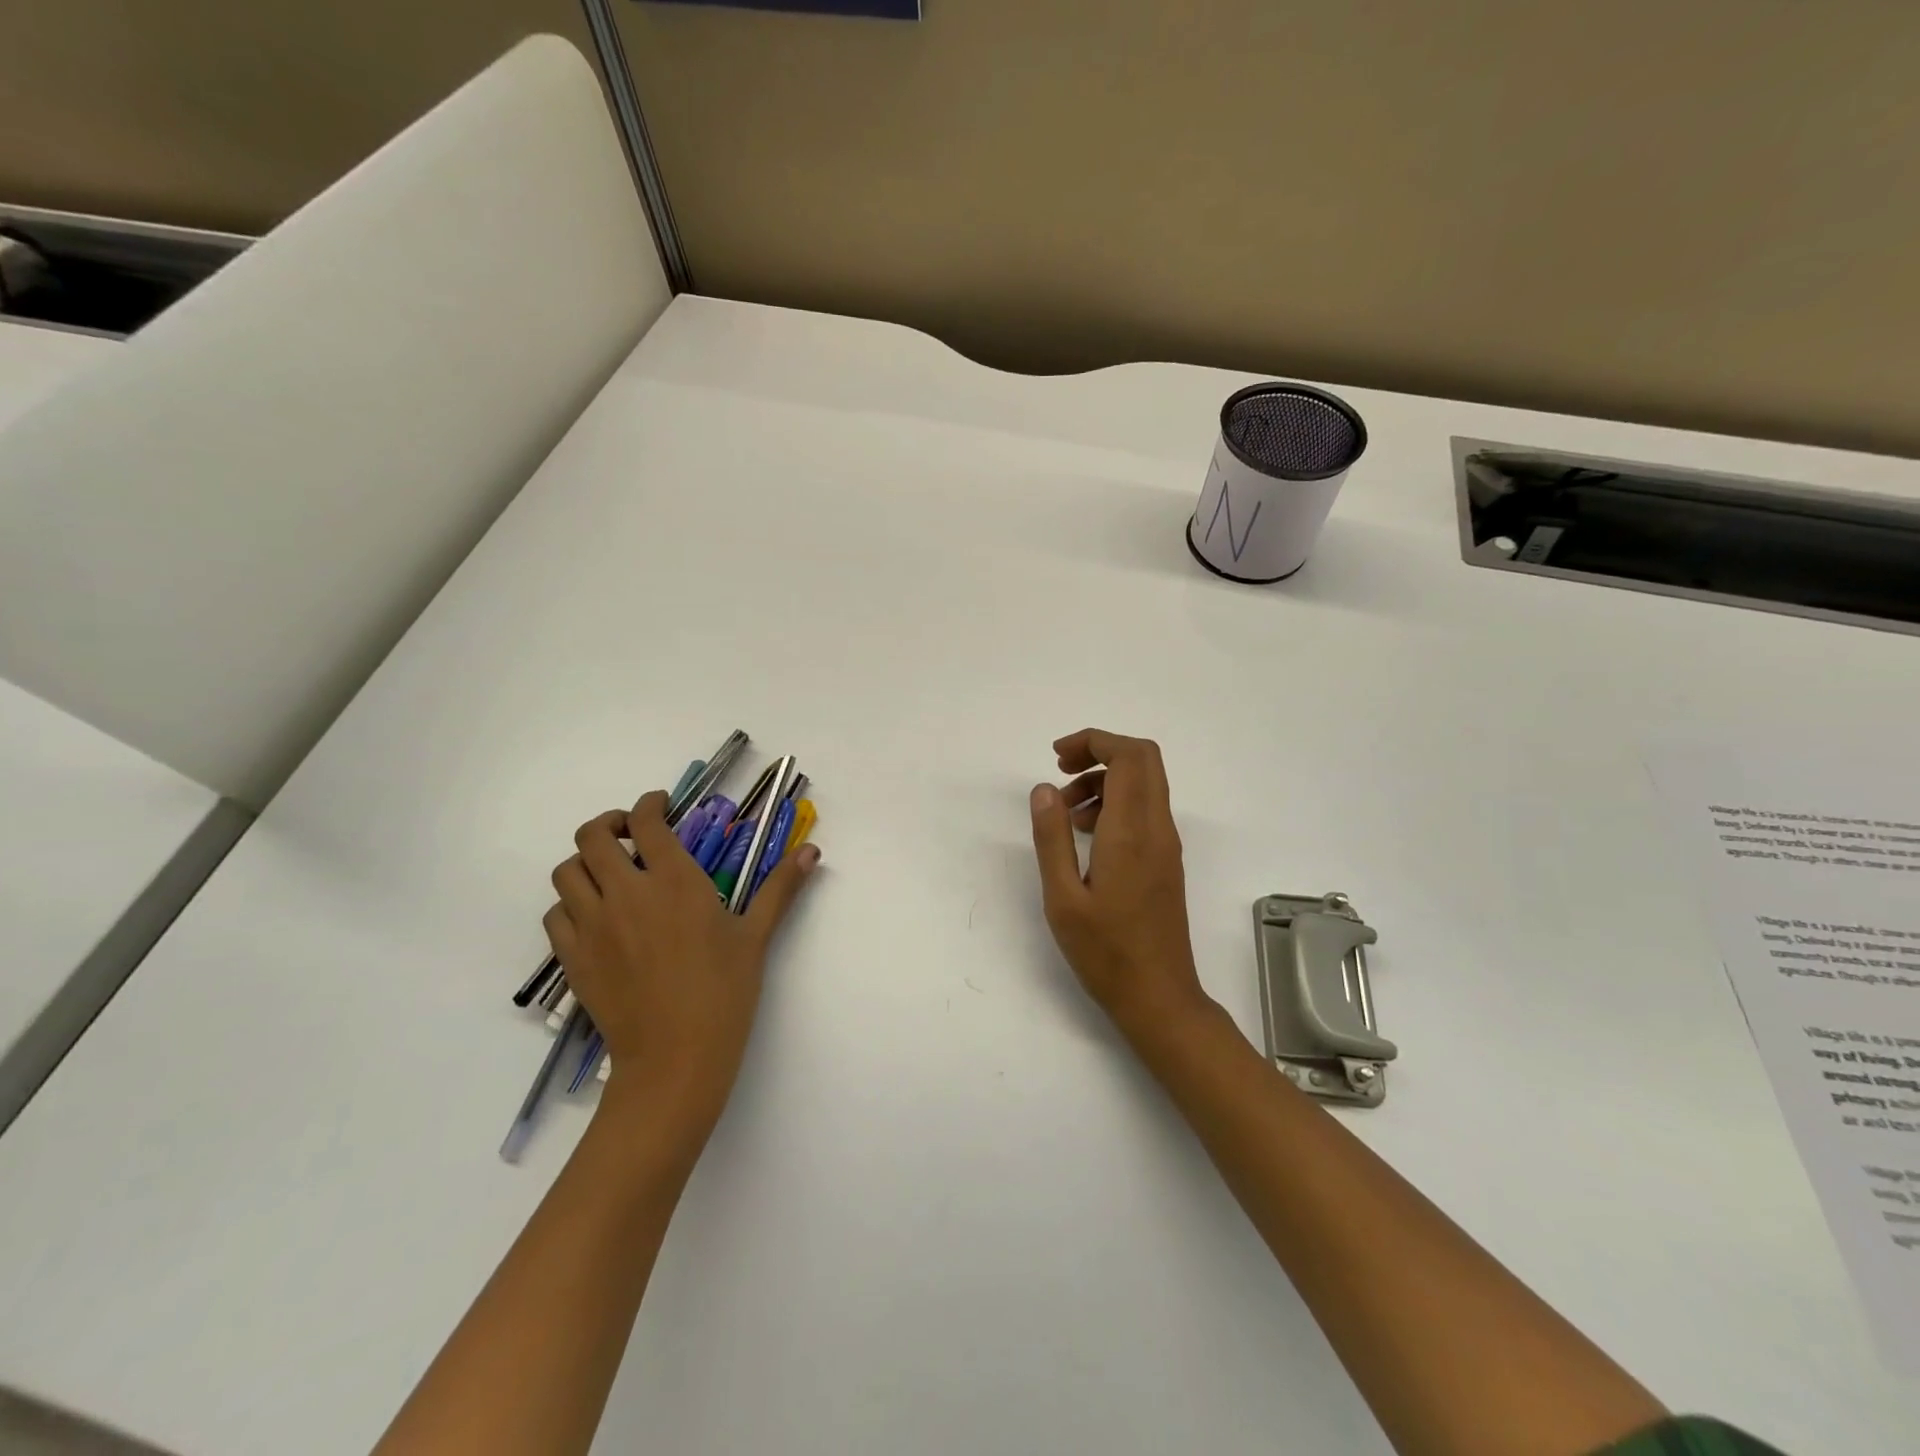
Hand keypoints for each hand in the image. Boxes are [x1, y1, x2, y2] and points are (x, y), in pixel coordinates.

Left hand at [544, 790, 819, 1143]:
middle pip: (592, 836)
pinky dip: (570, 903)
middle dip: (609, 824)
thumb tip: (813, 852)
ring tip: (610, 874)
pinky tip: (594, 916)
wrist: (675, 1058)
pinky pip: (555, 913)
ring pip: (566, 871)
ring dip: (585, 862)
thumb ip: (780, 887)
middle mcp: (626, 893)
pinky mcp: (572, 957)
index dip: (649, 804)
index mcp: (675, 881)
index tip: (661, 805)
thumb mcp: (756, 936)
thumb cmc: (724, 992)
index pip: (646, 821)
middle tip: (631, 836)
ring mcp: (592, 925)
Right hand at [1029, 729, 1212, 1039]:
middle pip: (1144, 759)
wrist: (1159, 997)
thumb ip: (1051, 838)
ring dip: (1105, 779)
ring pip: (1145, 783)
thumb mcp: (1062, 897)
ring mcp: (1167, 844)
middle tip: (1061, 770)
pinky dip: (1116, 803)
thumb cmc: (1105, 952)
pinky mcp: (1167, 860)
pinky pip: (1145, 810)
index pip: (1129, 756)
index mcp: (1132, 832)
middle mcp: (1158, 829)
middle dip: (1101, 751)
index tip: (1056, 757)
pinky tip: (1086, 835)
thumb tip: (1044, 788)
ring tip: (1065, 812)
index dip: (1094, 741)